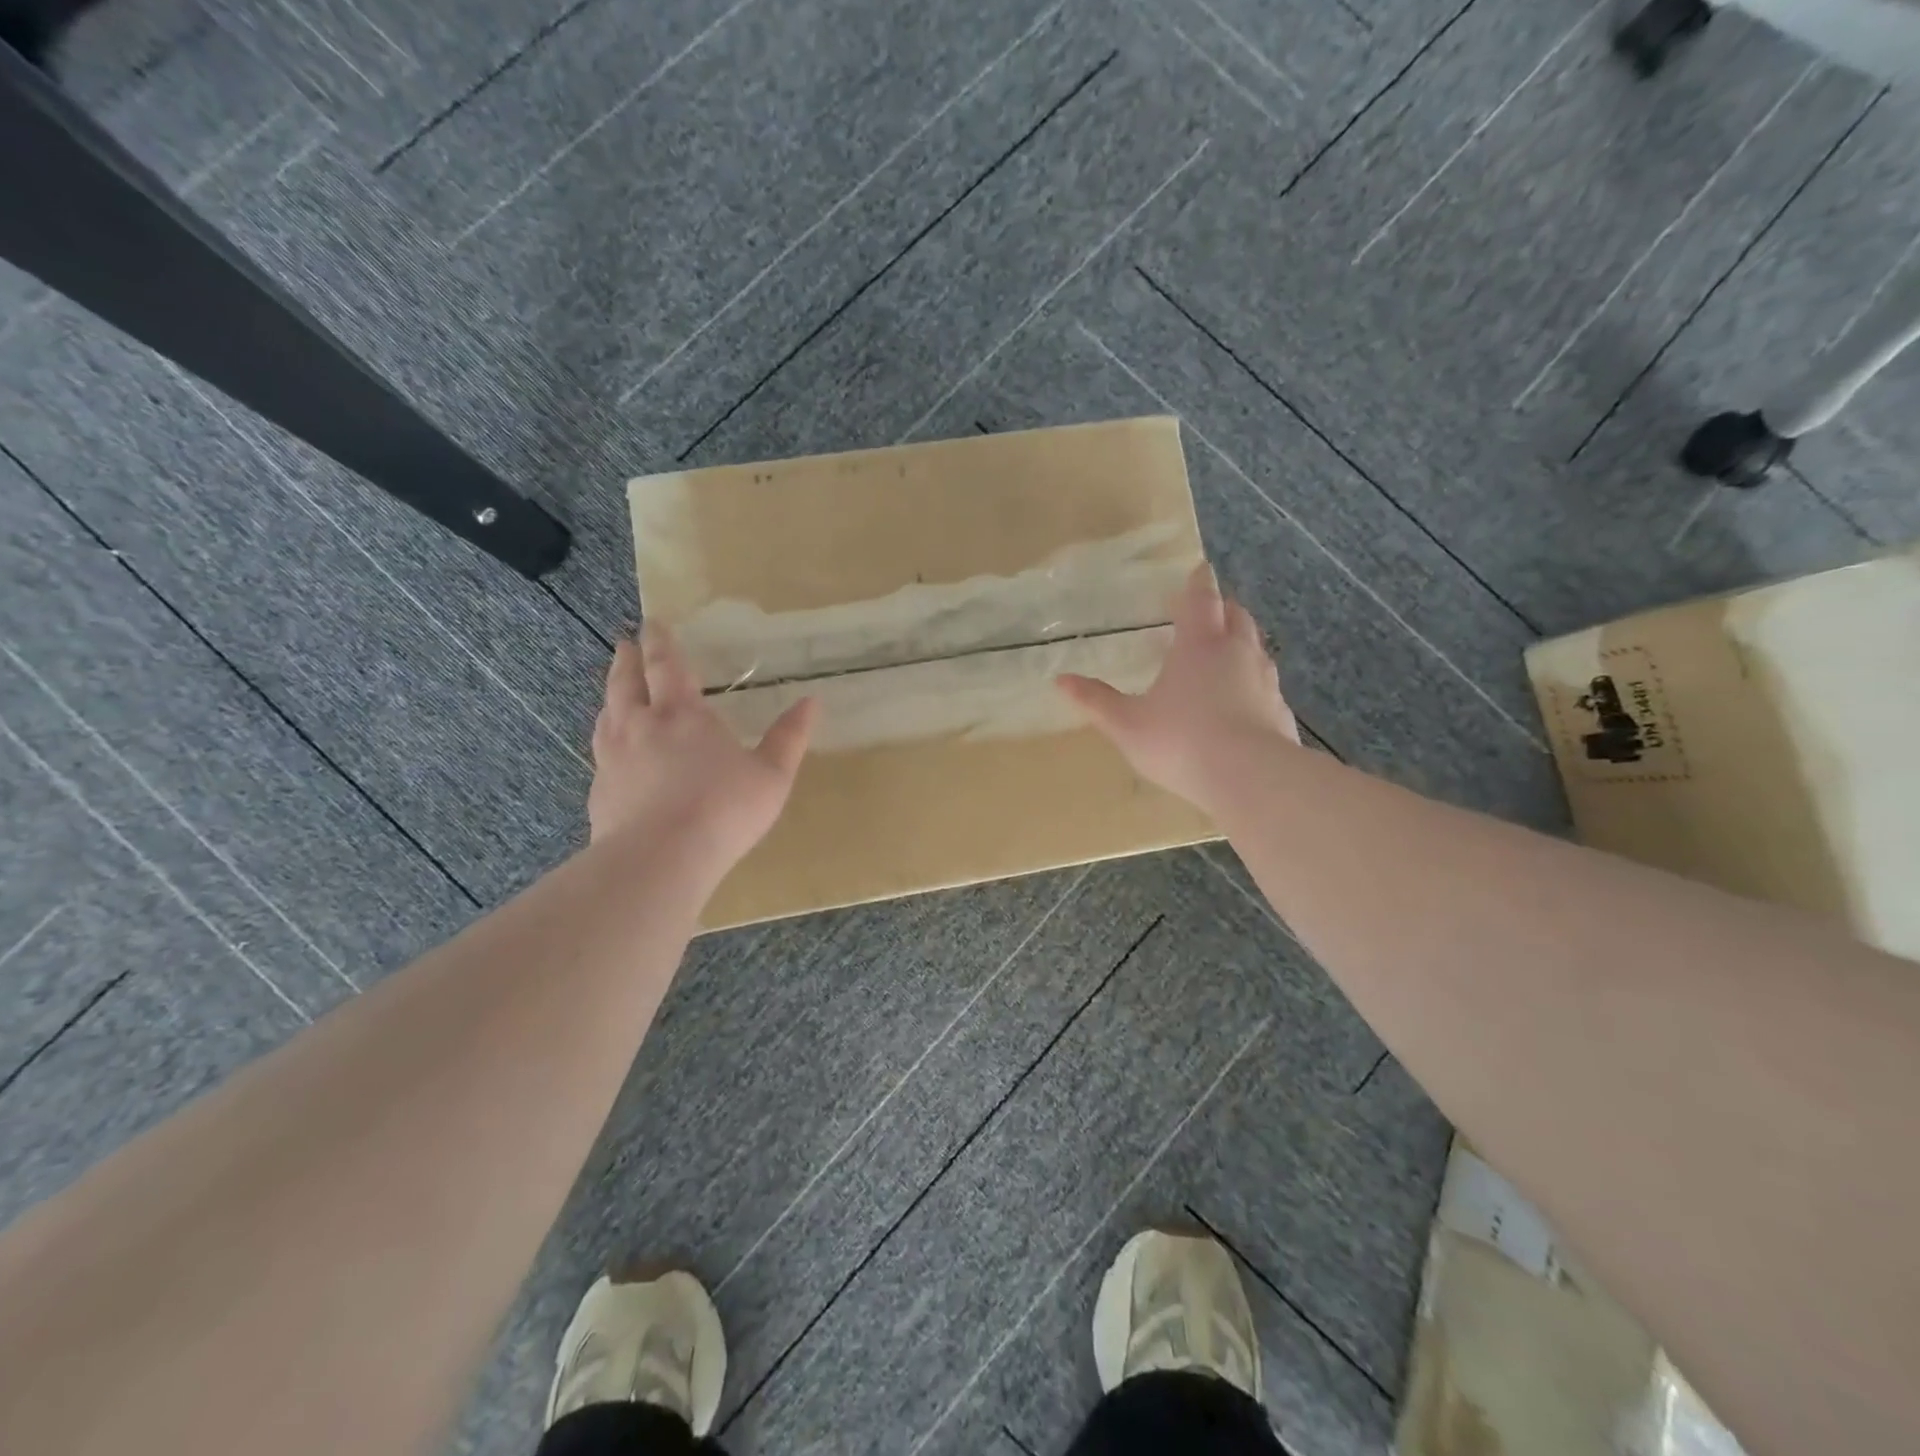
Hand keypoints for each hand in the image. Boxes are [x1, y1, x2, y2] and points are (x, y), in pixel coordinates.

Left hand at [588, 623, 816, 872]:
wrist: (660, 858)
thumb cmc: (724, 809)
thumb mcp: (772, 775)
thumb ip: (789, 737)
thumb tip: (811, 702)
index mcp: (682, 714)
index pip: (666, 665)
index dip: (660, 642)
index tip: (652, 623)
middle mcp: (641, 726)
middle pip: (626, 682)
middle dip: (627, 659)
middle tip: (625, 643)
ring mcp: (614, 758)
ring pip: (607, 713)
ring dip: (611, 694)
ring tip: (614, 688)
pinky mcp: (600, 790)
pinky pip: (600, 751)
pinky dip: (606, 736)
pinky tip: (611, 749)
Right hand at [1057, 564, 1298, 812]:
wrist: (1250, 779)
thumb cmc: (1180, 742)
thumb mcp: (1127, 724)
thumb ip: (1096, 701)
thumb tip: (1061, 679)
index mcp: (1199, 645)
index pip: (1201, 599)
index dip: (1198, 583)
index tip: (1199, 570)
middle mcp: (1237, 653)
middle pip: (1235, 616)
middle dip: (1222, 608)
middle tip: (1209, 611)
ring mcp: (1265, 681)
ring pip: (1256, 648)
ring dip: (1241, 642)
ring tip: (1224, 654)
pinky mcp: (1280, 711)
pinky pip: (1267, 685)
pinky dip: (1253, 682)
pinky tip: (1243, 703)